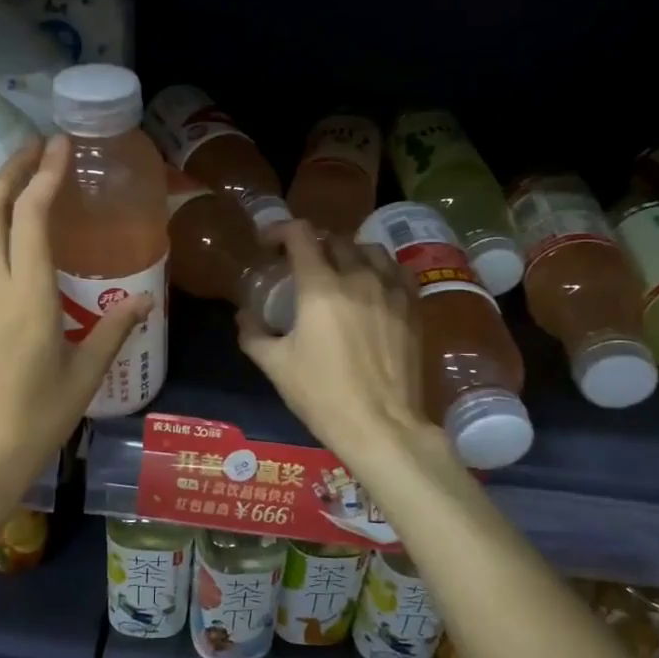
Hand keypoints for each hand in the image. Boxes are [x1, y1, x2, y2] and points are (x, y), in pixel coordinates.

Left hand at [0, 137, 150, 512]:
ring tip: (8, 199)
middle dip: (9, 172)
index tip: (57, 146)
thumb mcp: (84, 377)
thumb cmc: (35, 421)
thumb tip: (145, 300)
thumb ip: (113, 330)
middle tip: (31, 153)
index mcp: (27, 295)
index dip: (44, 174)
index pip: (31, 215)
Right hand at [237, 223, 430, 462]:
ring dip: (348, 252)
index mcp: (320, 287)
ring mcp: (391, 291)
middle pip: (335, 239)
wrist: (382, 427)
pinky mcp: (414, 308)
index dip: (280, 230)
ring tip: (339, 271)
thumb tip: (244, 314)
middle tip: (300, 264)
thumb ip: (254, 333)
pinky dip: (380, 269)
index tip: (268, 244)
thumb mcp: (276, 366)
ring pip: (370, 250)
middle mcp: (358, 277)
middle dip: (313, 244)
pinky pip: (397, 271)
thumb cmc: (323, 396)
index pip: (300, 235)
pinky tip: (373, 286)